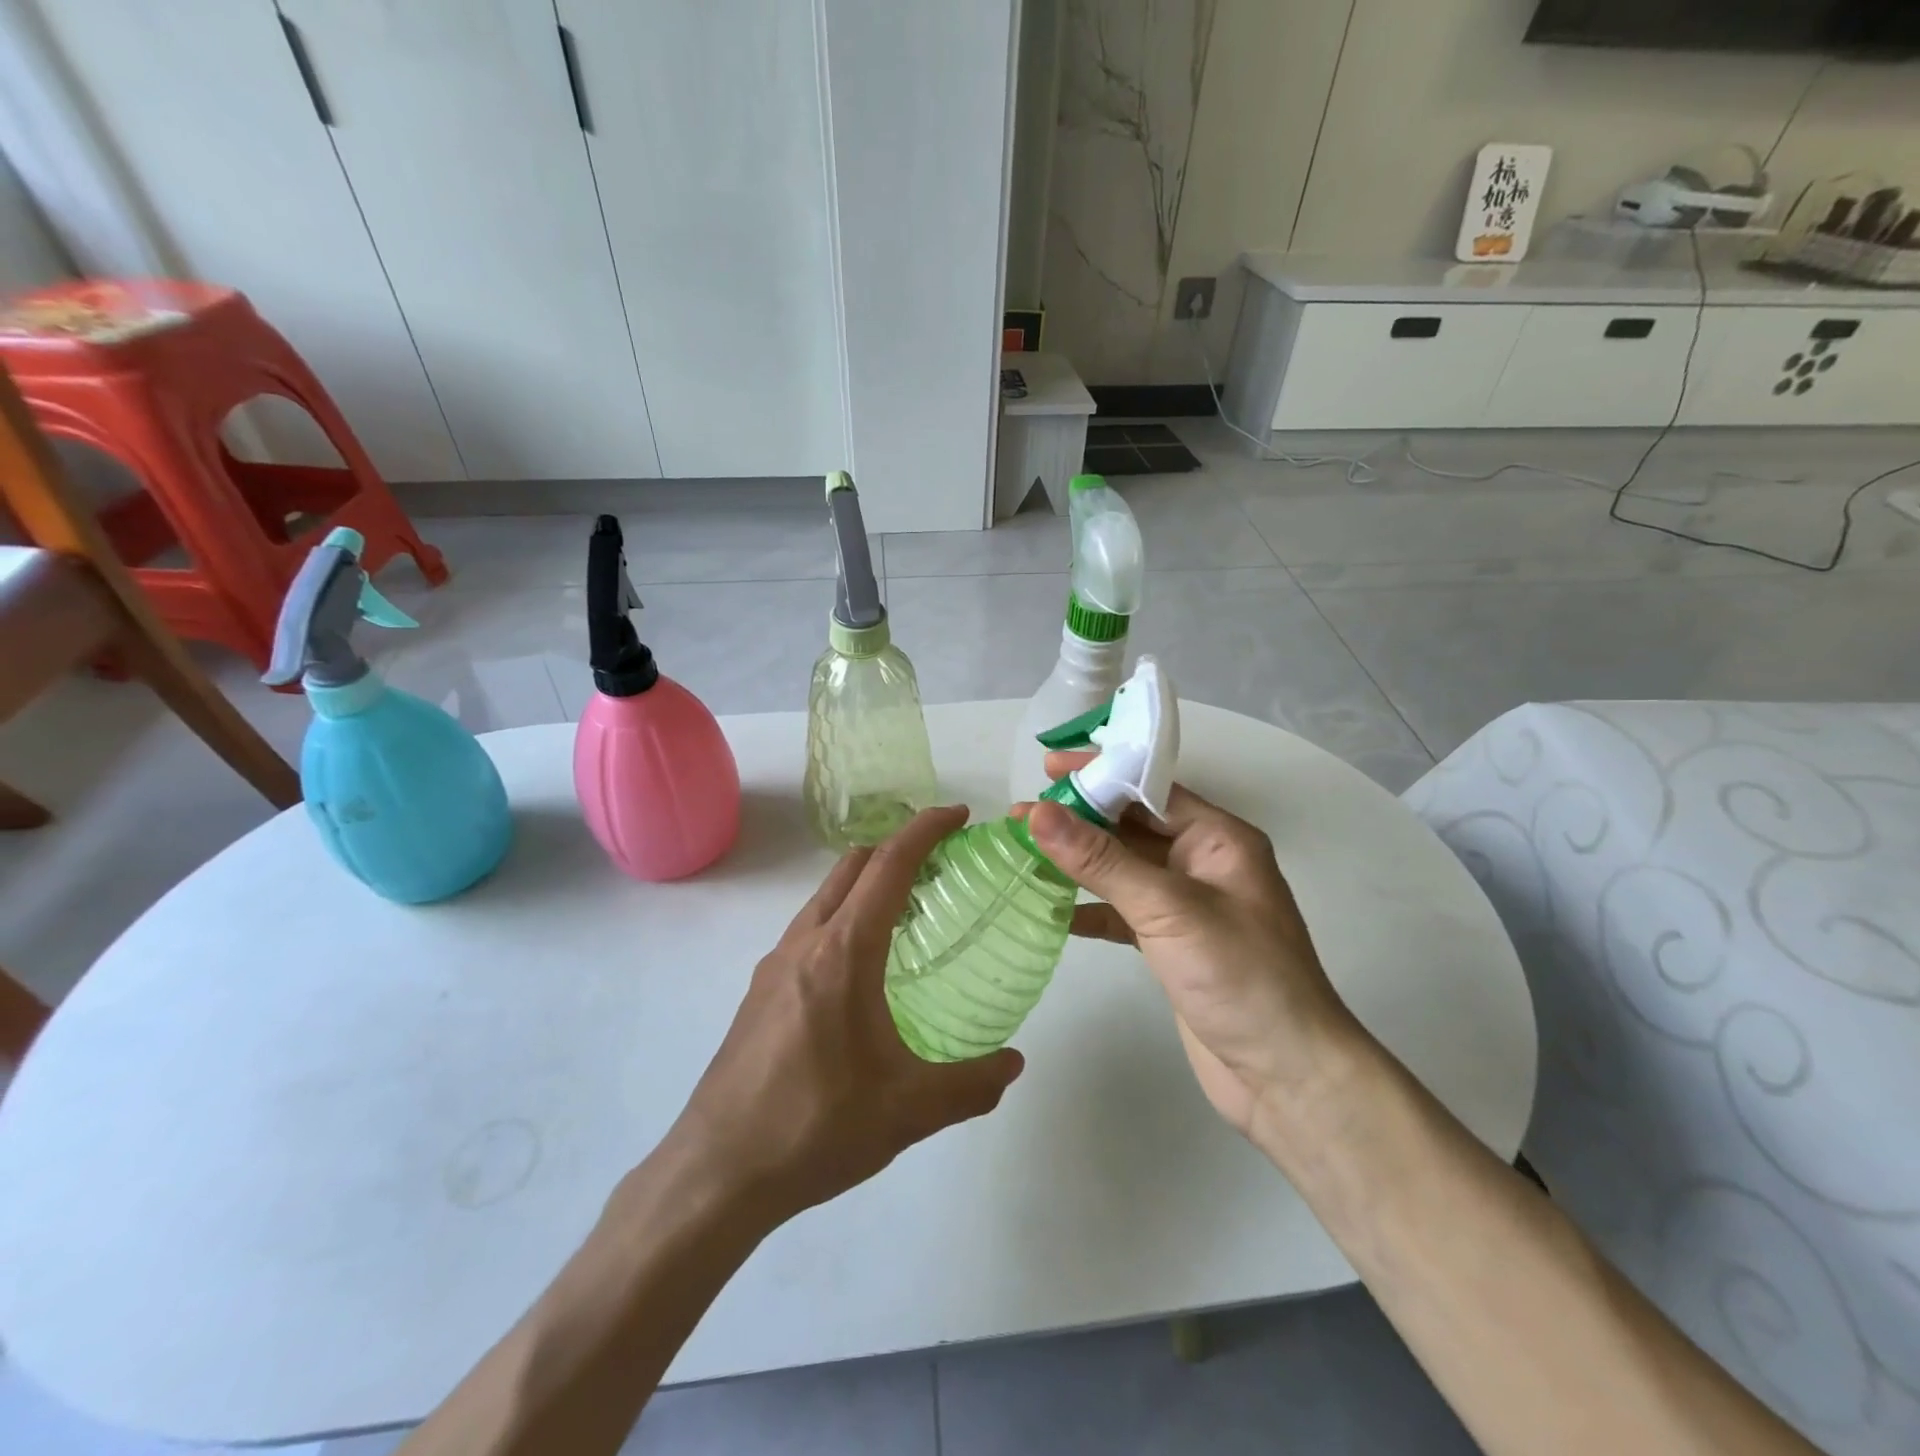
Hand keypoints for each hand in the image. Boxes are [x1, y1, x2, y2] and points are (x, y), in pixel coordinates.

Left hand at [666, 807, 1023, 1225]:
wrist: (716, 1172)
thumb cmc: (815, 1127)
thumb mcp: (907, 1111)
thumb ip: (970, 1085)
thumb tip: (1015, 1064)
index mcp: (843, 951)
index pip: (889, 865)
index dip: (925, 830)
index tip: (958, 815)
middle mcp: (805, 942)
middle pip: (853, 867)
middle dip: (897, 847)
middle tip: (941, 863)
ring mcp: (775, 964)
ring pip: (826, 896)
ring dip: (867, 884)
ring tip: (909, 913)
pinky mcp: (760, 991)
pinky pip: (810, 929)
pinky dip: (844, 917)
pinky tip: (863, 969)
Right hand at [1023, 754, 1363, 1141]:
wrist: (1287, 1078)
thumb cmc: (1240, 977)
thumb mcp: (1168, 909)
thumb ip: (1101, 860)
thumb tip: (1039, 813)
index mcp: (1218, 839)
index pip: (1150, 789)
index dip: (1100, 774)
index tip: (1047, 768)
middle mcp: (1202, 863)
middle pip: (1132, 826)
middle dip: (1080, 818)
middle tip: (1022, 815)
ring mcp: (1187, 906)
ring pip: (1123, 869)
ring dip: (1078, 862)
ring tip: (1024, 850)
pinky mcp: (1172, 945)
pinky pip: (1123, 911)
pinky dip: (1090, 907)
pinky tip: (1052, 908)